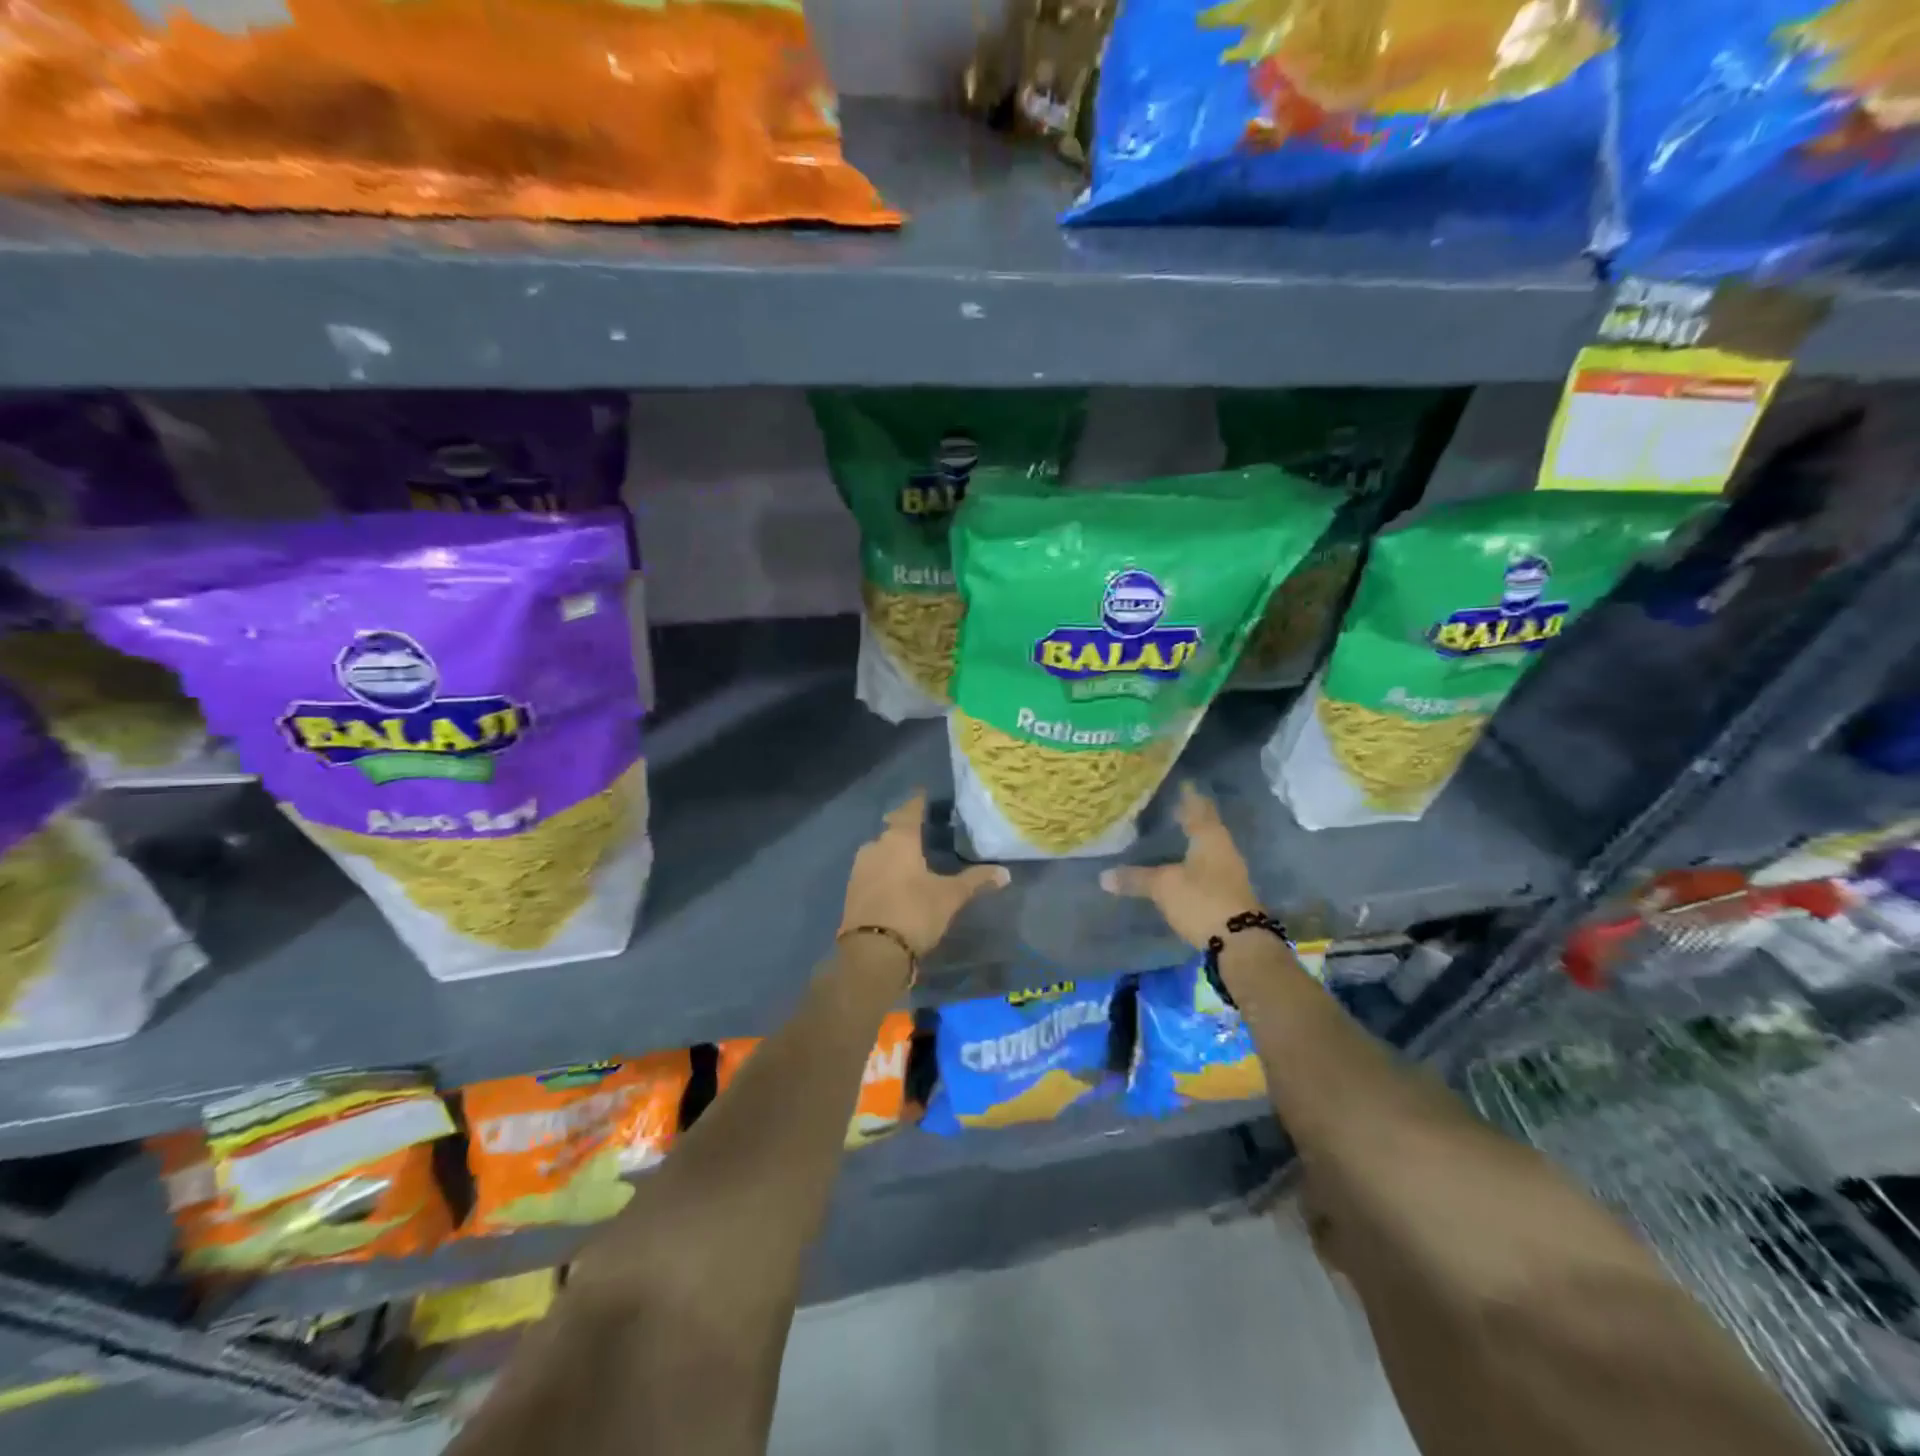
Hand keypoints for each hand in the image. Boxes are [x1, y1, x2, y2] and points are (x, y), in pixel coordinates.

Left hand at [841, 793, 1009, 955]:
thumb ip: (976, 881)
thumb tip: (1005, 872)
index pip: (910, 811)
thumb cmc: (914, 913)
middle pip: (892, 829)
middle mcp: (876, 846)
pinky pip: (872, 870)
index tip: (923, 793)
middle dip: (903, 825)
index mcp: (899, 840)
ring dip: (892, 849)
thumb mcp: (950, 897)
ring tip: (908, 853)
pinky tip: (894, 877)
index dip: (918, 802)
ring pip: (879, 850)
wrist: (872, 952)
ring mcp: (860, 868)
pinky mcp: (852, 890)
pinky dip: (884, 869)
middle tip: (918, 824)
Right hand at [1099, 782, 1259, 948]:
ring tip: (1165, 835)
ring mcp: (1228, 872)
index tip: (1177, 782)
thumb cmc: (1202, 900)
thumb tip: (1103, 876)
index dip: (1187, 795)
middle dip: (1185, 817)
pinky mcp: (1226, 893)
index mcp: (1210, 837)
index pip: (1198, 807)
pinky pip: (1204, 868)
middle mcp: (1223, 849)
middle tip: (1162, 807)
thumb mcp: (1164, 887)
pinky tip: (1175, 866)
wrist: (1240, 944)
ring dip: (1187, 841)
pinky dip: (1189, 862)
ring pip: (1204, 848)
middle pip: (1203, 826)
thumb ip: (1135, 878)